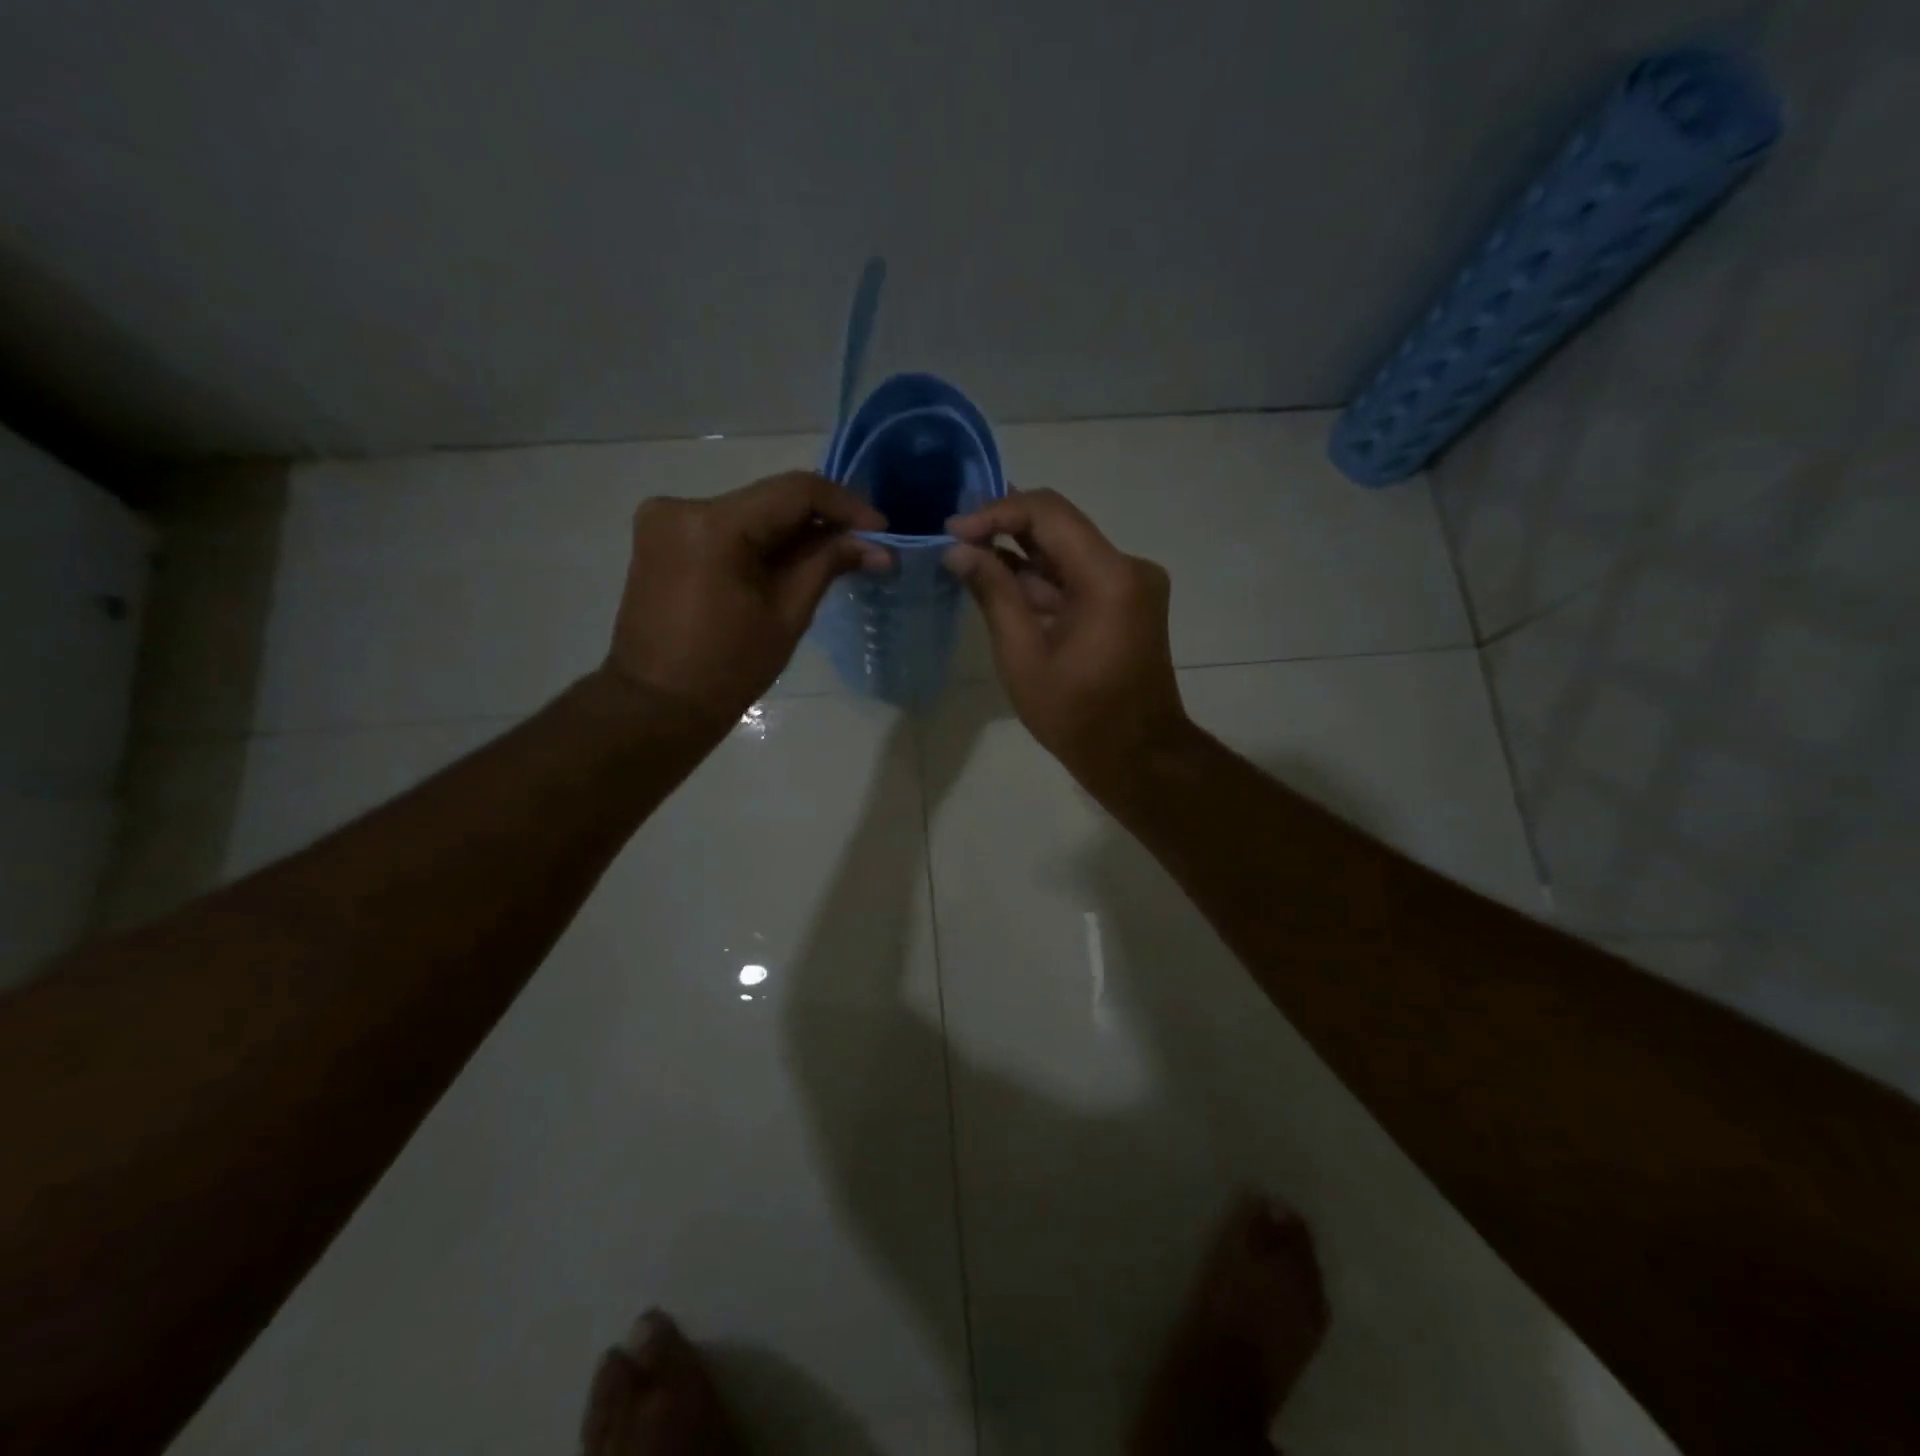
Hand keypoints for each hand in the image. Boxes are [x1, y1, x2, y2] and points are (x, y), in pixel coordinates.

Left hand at [605, 472, 886, 727]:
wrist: (656, 705)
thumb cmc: (727, 669)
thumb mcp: (787, 614)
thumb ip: (828, 564)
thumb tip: (877, 545)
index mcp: (713, 525)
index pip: (794, 491)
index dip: (845, 505)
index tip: (880, 528)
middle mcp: (682, 505)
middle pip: (769, 499)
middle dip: (820, 521)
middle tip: (864, 546)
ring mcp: (664, 519)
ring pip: (749, 512)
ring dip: (792, 532)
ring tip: (833, 558)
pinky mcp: (660, 537)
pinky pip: (725, 527)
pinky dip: (760, 541)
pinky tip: (788, 564)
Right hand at [945, 488, 1189, 793]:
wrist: (1137, 757)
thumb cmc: (1077, 715)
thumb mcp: (1023, 656)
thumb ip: (993, 594)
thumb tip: (958, 550)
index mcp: (1110, 576)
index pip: (1049, 513)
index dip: (996, 512)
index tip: (954, 531)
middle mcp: (1129, 567)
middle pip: (1061, 526)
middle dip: (1005, 528)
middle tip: (955, 537)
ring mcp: (1132, 584)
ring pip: (1068, 551)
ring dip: (1021, 554)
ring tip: (968, 556)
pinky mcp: (1128, 602)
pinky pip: (1079, 576)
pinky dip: (1042, 579)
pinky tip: (1002, 582)